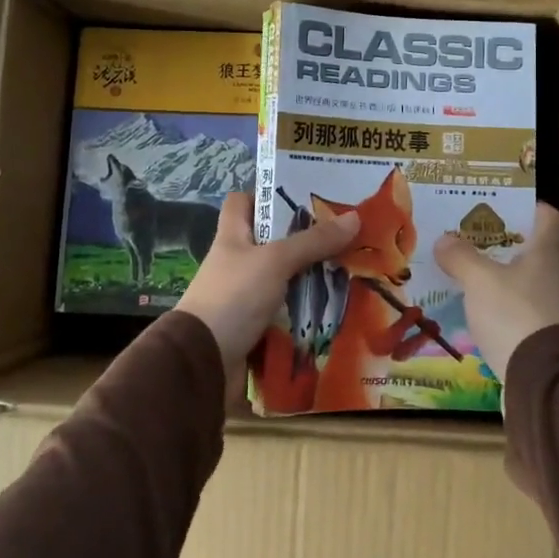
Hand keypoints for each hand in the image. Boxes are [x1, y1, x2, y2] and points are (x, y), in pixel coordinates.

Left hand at [177, 192, 359, 388]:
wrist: (204, 363)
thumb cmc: (234, 298)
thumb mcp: (275, 261)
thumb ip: (313, 241)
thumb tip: (354, 216)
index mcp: (232, 237)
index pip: (242, 202)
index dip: (267, 194)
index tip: (303, 197)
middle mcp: (237, 263)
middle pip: (272, 241)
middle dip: (306, 239)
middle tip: (344, 235)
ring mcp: (245, 297)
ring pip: (284, 279)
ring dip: (312, 278)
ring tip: (352, 271)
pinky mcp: (255, 327)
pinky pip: (287, 313)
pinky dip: (307, 312)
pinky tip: (337, 308)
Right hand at [433, 203, 558, 385]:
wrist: (544, 378)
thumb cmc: (515, 313)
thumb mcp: (479, 281)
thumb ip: (461, 257)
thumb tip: (444, 240)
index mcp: (549, 249)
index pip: (547, 215)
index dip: (527, 206)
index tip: (501, 206)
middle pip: (542, 245)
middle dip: (513, 240)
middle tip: (482, 237)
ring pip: (536, 276)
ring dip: (511, 272)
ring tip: (478, 270)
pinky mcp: (553, 331)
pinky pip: (531, 304)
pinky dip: (512, 301)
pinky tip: (487, 307)